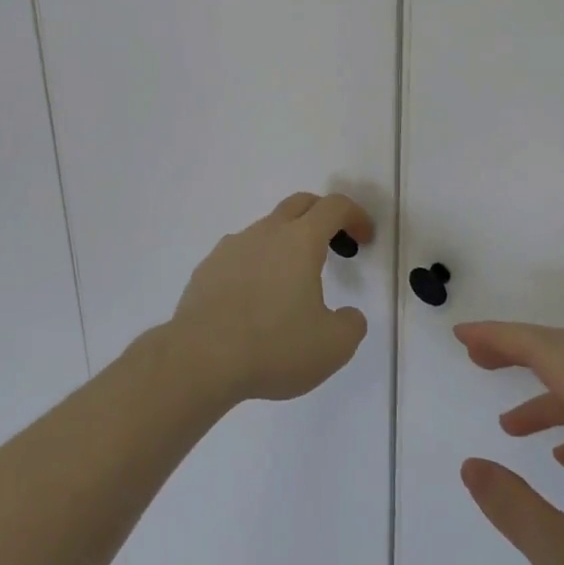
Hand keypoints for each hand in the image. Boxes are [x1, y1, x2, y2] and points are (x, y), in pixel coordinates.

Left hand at [169, 193, 373, 403]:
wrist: (199, 360)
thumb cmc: (273, 347)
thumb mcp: (332, 346)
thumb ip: (351, 325)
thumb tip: (348, 316)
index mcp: (300, 241)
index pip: (334, 207)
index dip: (355, 216)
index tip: (364, 238)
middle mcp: (265, 232)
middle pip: (300, 204)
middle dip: (322, 216)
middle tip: (335, 244)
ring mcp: (231, 247)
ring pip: (267, 229)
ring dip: (287, 243)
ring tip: (292, 284)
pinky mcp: (207, 268)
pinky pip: (240, 254)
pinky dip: (257, 265)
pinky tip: (255, 301)